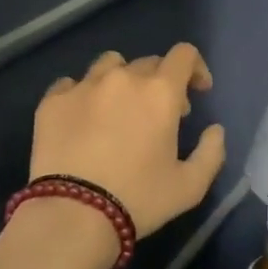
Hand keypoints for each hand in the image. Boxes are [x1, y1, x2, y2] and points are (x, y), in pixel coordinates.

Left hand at [30, 43, 225, 238]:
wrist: (73, 214)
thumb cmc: (138, 199)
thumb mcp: (190, 186)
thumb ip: (211, 152)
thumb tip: (215, 130)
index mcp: (160, 92)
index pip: (184, 55)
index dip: (195, 69)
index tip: (196, 92)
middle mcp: (122, 78)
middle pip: (148, 62)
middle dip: (160, 83)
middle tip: (159, 115)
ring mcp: (83, 86)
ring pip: (109, 65)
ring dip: (122, 80)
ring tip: (118, 109)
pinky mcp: (52, 101)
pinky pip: (71, 84)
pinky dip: (83, 94)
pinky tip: (83, 119)